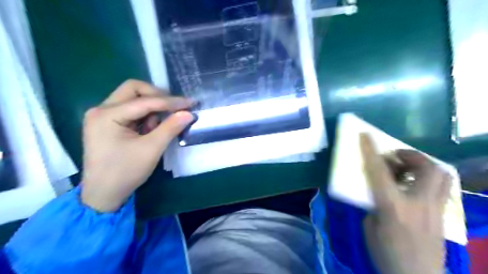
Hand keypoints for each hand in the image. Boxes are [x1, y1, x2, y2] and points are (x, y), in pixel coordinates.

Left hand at [80, 79, 194, 211]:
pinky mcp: (108, 123)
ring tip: (159, 127)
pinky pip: (131, 110)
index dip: (170, 101)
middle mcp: (101, 109)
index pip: (145, 101)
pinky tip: (150, 130)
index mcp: (107, 115)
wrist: (103, 194)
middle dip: (158, 96)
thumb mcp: (151, 149)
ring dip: (151, 108)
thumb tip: (189, 113)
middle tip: (175, 107)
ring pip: (133, 99)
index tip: (190, 103)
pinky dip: (145, 116)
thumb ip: (170, 128)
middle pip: (133, 90)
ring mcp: (103, 116)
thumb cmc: (125, 172)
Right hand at [360, 132, 451, 273]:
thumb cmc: (384, 252)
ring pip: (442, 176)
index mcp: (392, 206)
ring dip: (423, 165)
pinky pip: (441, 188)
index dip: (370, 151)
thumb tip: (378, 190)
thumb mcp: (369, 225)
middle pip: (427, 168)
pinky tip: (415, 186)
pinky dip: (428, 179)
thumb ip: (374, 202)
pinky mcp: (443, 215)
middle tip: (396, 157)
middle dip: (411, 155)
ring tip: (407, 168)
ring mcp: (436, 209)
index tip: (365, 135)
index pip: (379, 171)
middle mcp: (419, 203)